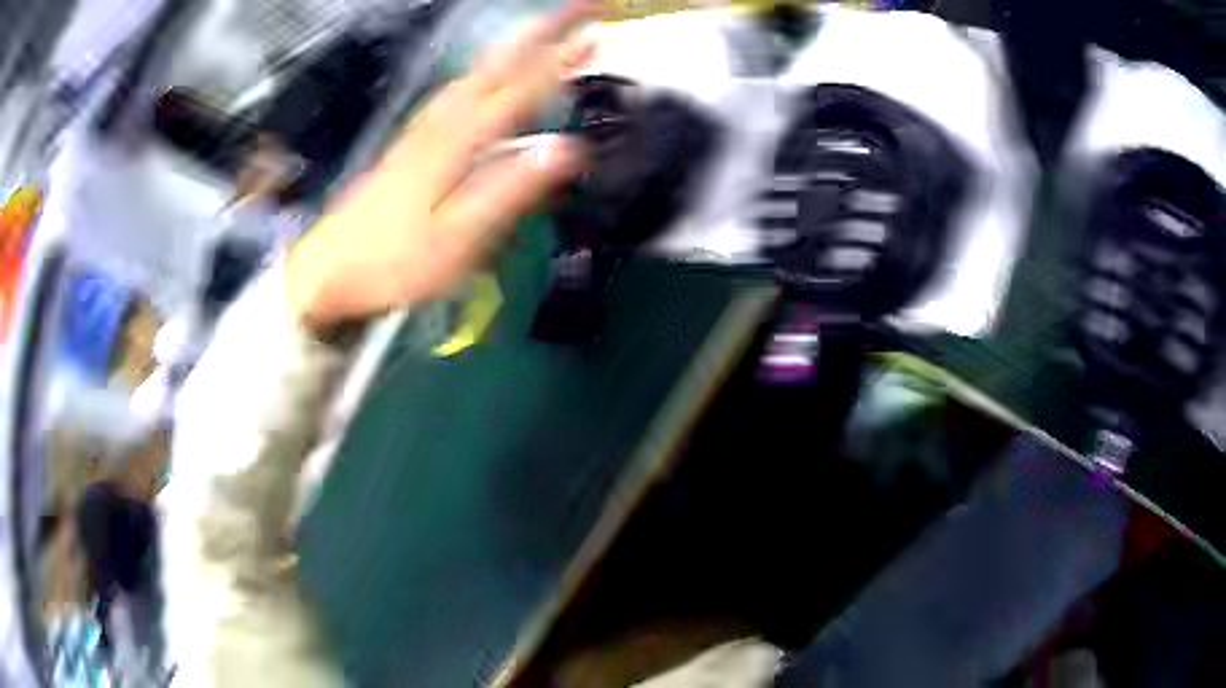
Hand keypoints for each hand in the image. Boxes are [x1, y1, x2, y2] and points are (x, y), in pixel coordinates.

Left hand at [286, 0, 595, 331]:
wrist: (326, 270)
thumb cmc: (394, 262)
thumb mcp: (459, 237)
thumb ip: (511, 190)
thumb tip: (569, 149)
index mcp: (458, 141)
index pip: (520, 89)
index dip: (559, 61)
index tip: (597, 34)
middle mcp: (441, 122)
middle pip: (497, 65)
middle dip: (540, 31)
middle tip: (577, 7)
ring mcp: (421, 129)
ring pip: (475, 72)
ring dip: (513, 45)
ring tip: (543, 27)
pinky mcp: (409, 143)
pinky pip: (456, 90)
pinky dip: (482, 70)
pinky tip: (486, 73)